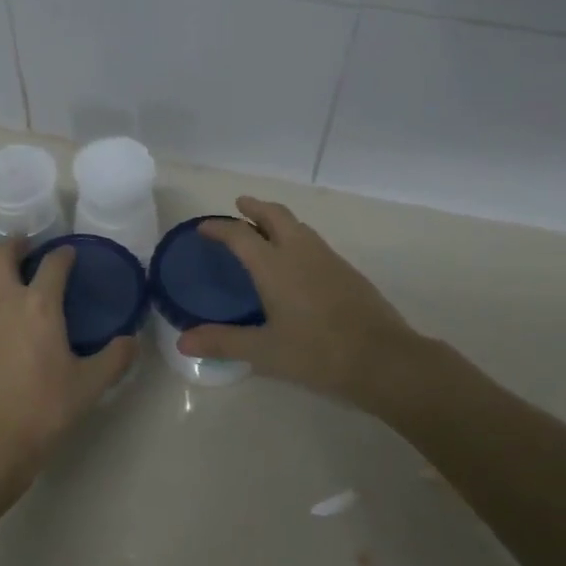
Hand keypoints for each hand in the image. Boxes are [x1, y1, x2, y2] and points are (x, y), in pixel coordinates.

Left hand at [0, 239, 134, 490]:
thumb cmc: (44, 412)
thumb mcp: (91, 386)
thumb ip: (116, 358)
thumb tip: (132, 340)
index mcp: (41, 306)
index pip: (54, 264)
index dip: (64, 255)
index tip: (69, 257)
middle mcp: (2, 299)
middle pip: (1, 253)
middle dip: (15, 245)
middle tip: (25, 252)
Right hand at [176, 196, 422, 408]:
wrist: (383, 359)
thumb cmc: (318, 353)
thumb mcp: (265, 351)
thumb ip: (223, 342)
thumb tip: (182, 342)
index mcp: (274, 266)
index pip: (240, 235)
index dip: (219, 228)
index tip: (204, 227)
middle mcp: (300, 252)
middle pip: (275, 215)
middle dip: (255, 207)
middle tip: (240, 206)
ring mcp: (328, 258)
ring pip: (298, 225)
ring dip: (278, 219)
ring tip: (264, 229)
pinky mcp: (347, 271)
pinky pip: (313, 241)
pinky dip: (296, 237)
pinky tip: (296, 261)